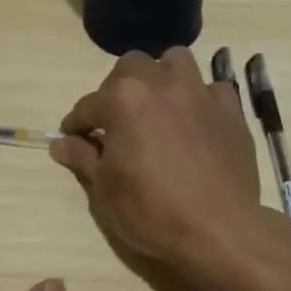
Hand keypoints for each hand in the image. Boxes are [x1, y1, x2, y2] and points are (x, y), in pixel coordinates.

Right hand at [48, 47, 273, 272]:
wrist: (218, 229)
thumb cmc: (152, 211)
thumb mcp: (105, 190)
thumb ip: (83, 157)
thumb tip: (60, 143)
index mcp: (123, 100)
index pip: (88, 105)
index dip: (77, 124)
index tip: (73, 138)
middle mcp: (161, 83)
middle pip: (130, 67)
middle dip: (117, 88)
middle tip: (116, 120)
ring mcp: (200, 92)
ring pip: (175, 61)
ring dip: (161, 76)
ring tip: (158, 104)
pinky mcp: (230, 108)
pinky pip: (212, 88)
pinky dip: (199, 98)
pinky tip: (196, 121)